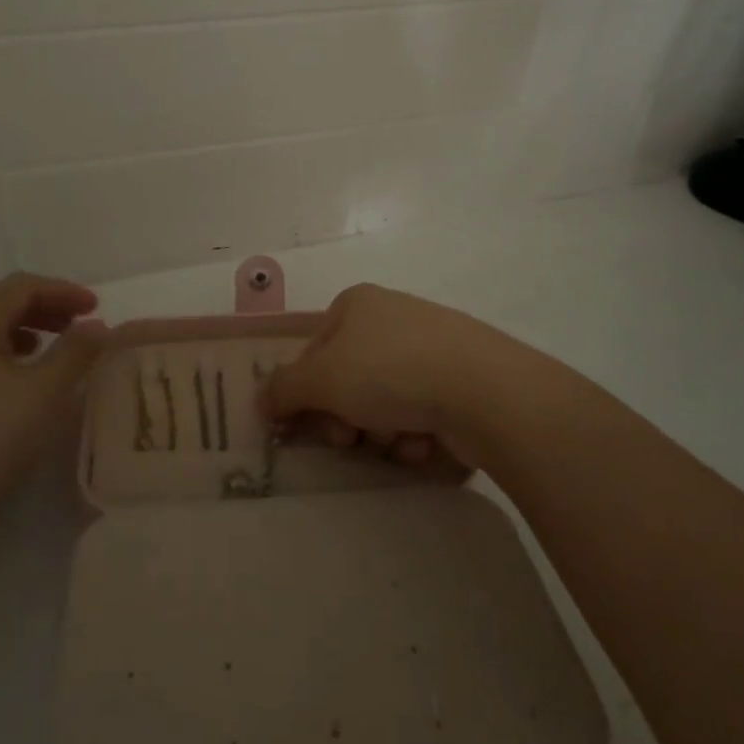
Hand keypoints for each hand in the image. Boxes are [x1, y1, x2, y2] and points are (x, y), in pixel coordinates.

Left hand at [0, 273, 105, 559]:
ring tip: (48, 354)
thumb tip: (95, 326)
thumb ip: (76, 352)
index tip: (96, 307)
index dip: (64, 291)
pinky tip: (9, 388)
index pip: (23, 286)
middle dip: (43, 310)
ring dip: (20, 333)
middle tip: (78, 328)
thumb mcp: (44, 394)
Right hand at [260, 282, 546, 468]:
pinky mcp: (459, 377)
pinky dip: (416, 433)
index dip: (307, 393)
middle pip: (348, 381)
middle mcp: (391, 317)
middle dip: (347, 418)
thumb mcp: (322, 379)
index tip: (311, 428)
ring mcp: (429, 346)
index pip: (313, 353)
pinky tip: (427, 439)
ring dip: (382, 432)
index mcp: (355, 304)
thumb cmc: (389, 371)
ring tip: (400, 439)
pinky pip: (419, 412)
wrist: (482, 388)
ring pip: (382, 403)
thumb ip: (283, 389)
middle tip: (352, 438)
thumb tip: (261, 399)